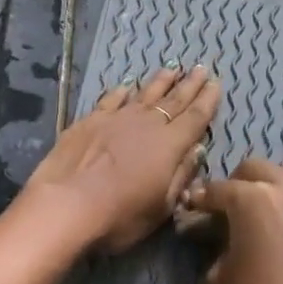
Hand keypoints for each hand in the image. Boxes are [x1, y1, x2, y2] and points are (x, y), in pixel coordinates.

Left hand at [23, 65, 221, 254]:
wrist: (65, 206)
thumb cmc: (120, 215)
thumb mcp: (161, 206)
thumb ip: (181, 175)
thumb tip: (197, 149)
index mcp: (170, 145)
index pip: (195, 117)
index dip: (207, 100)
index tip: (216, 83)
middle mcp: (146, 124)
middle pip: (173, 100)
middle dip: (189, 84)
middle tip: (201, 68)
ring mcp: (116, 119)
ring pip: (144, 94)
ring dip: (160, 82)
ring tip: (172, 69)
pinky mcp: (90, 121)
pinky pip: (111, 99)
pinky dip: (121, 91)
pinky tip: (126, 85)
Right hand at [183, 160, 282, 283]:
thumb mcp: (218, 283)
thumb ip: (217, 252)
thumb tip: (224, 245)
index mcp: (253, 199)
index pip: (218, 189)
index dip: (201, 200)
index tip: (191, 210)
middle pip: (256, 169)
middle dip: (235, 183)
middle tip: (223, 209)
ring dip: (269, 183)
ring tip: (257, 210)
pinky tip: (281, 228)